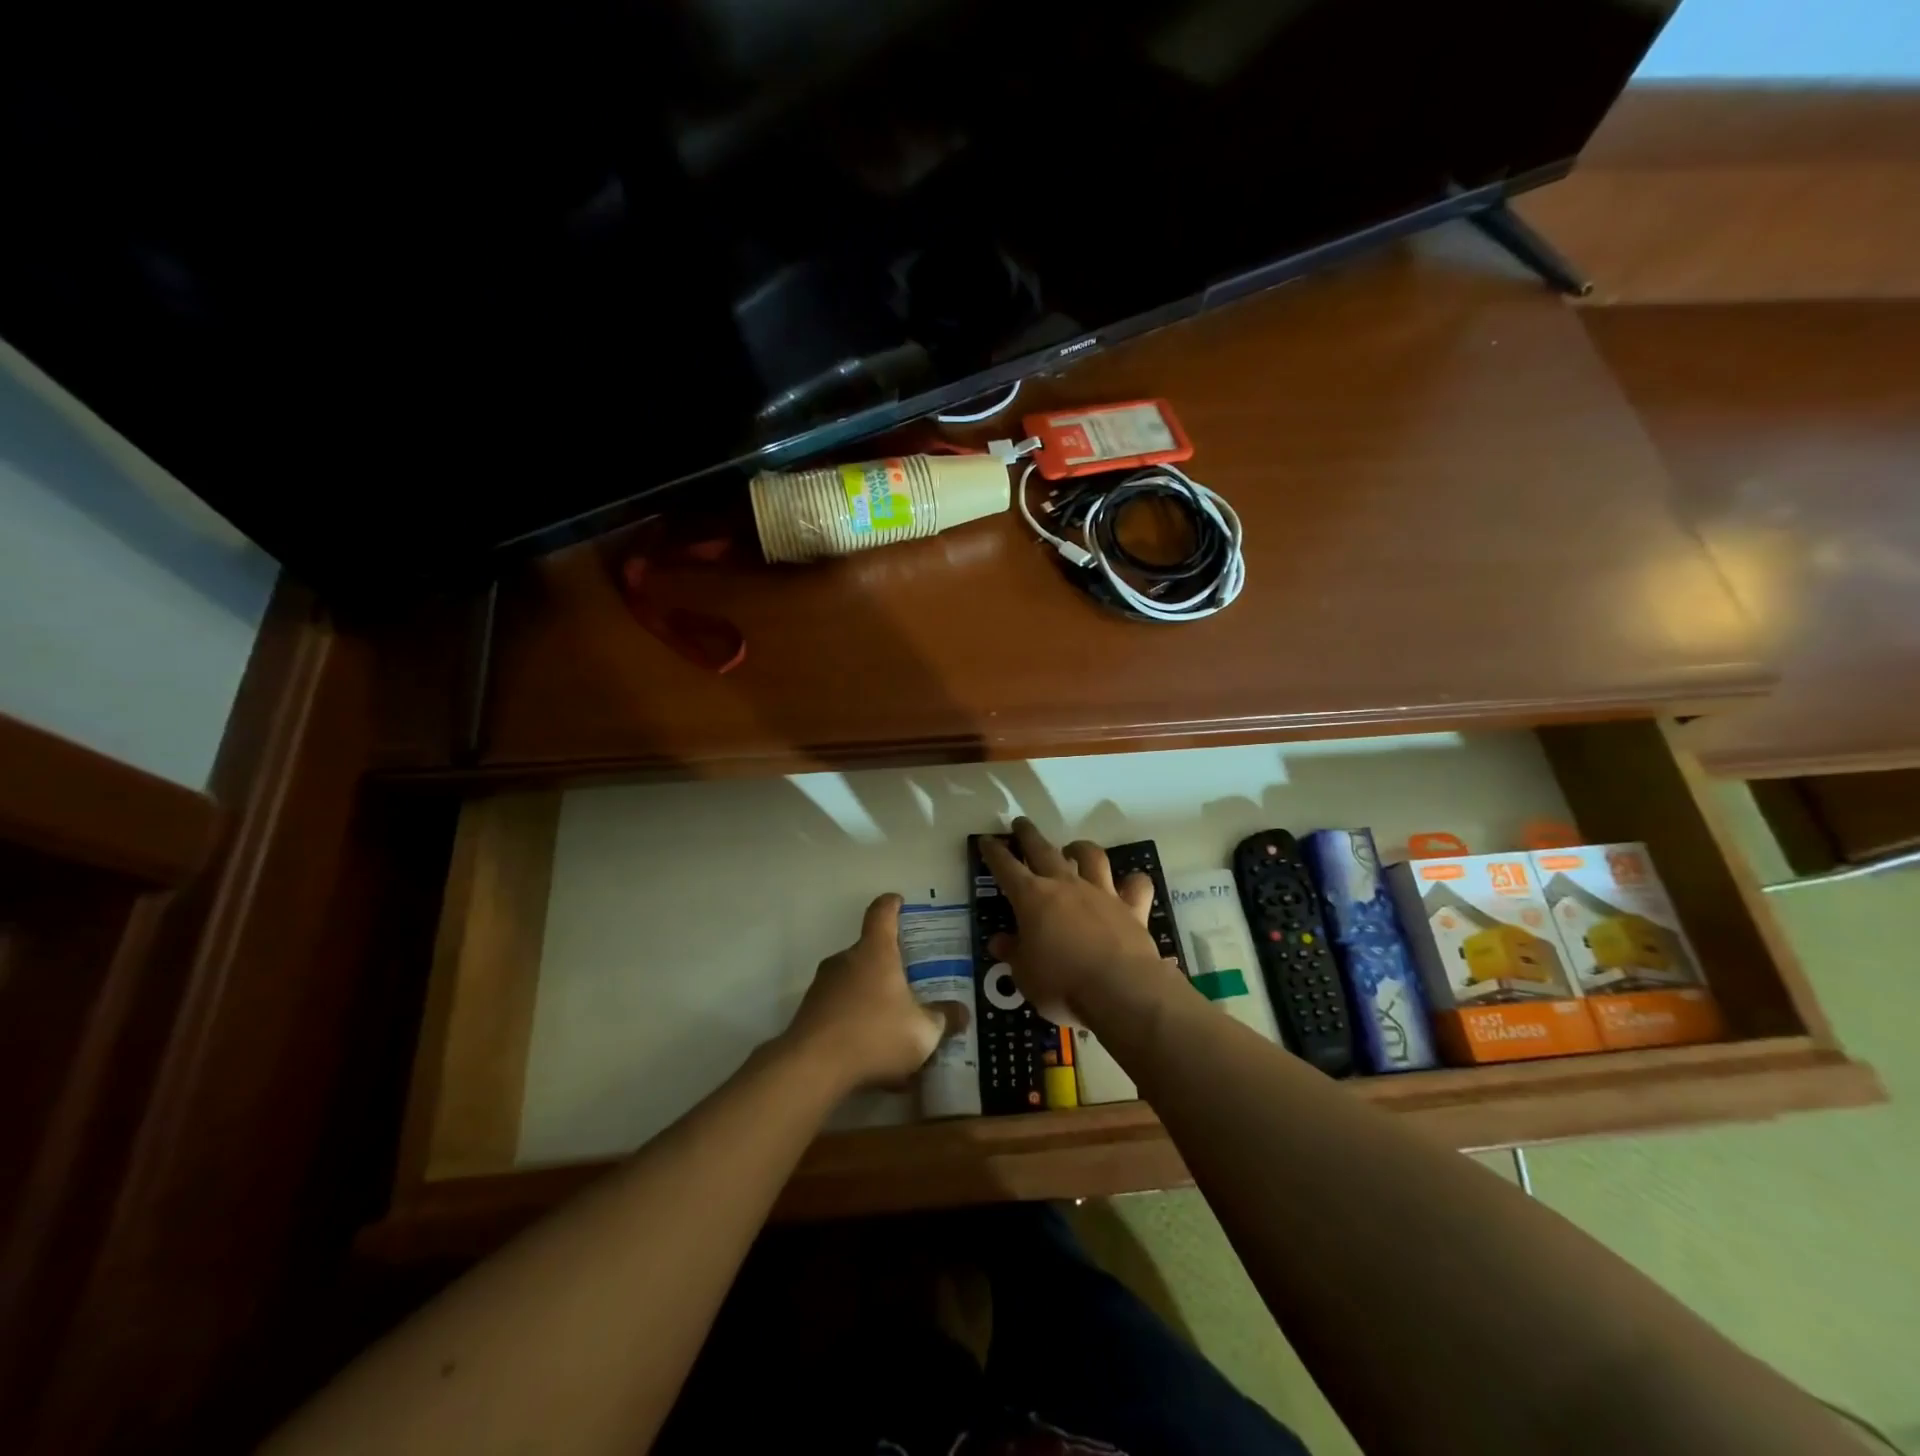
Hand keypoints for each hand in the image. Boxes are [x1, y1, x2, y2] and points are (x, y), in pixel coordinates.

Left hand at [783, 894, 955, 1093]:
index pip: (882, 913)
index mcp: (875, 952)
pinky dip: (855, 1023)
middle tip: (908, 983)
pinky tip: (870, 1054)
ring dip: (872, 998)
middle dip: (888, 966)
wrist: (811, 1069)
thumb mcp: (923, 1032)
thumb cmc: (875, 1035)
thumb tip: (962, 1013)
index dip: (892, 905)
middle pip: (869, 952)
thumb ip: (944, 1019)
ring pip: (853, 983)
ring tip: (892, 1028)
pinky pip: (840, 1010)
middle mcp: (845, 960)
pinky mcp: (808, 1014)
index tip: (898, 902)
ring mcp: (822, 986)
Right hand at [978, 819, 1174, 1024]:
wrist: (1120, 989)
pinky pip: (1136, 885)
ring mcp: (1101, 893)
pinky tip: (1129, 884)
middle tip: (1021, 823)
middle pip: (1044, 850)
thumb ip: (1013, 953)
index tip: (987, 840)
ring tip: (1073, 848)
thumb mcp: (1024, 975)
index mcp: (1032, 898)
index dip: (994, 853)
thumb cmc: (1061, 983)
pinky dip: (1132, 882)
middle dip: (1029, 835)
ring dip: (1081, 848)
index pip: (1006, 868)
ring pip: (1091, 856)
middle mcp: (1066, 885)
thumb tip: (999, 941)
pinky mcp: (1132, 908)